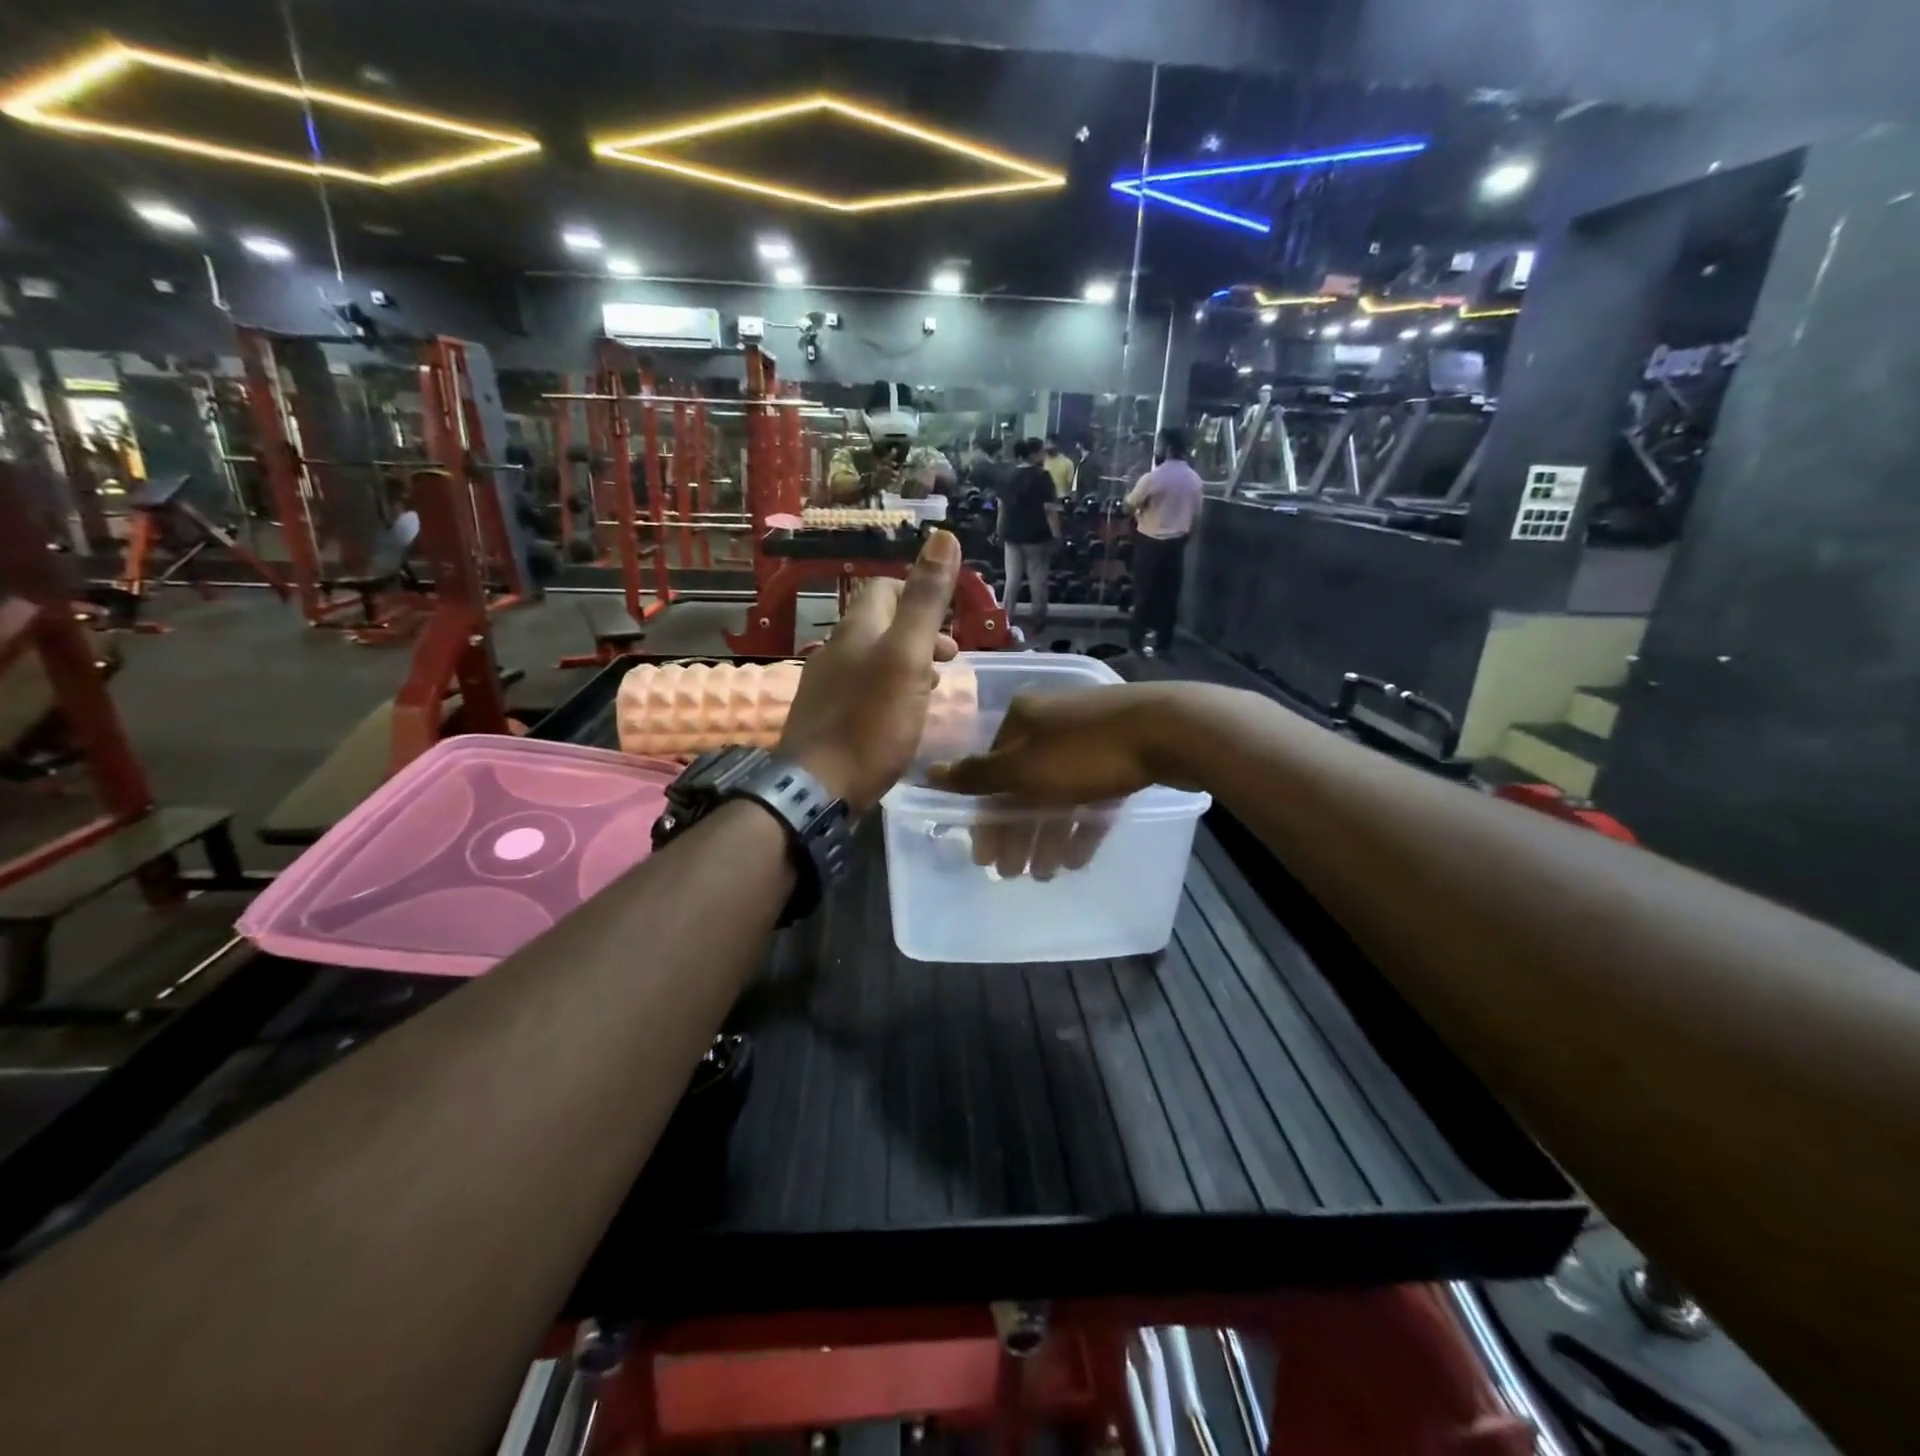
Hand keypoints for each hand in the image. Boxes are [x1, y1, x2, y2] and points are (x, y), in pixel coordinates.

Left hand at [777, 530, 960, 813]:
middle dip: (918, 634)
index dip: (917, 594)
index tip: (946, 623)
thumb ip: (925, 601)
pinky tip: (902, 718)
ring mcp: (827, 687)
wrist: (817, 789)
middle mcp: (836, 651)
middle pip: (880, 626)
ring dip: (907, 665)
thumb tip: (942, 535)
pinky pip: (864, 692)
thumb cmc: (869, 722)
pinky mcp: (826, 720)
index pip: (884, 589)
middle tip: (949, 659)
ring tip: (933, 689)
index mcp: (856, 631)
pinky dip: (889, 692)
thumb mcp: (906, 657)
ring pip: (873, 661)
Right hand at [928, 685, 1195, 877]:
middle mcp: (1050, 726)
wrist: (1169, 731)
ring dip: (1047, 835)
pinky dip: (1081, 826)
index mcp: (1022, 721)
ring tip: (1045, 873)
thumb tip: (929, 772)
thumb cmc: (1084, 753)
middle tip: (1014, 874)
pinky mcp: (1120, 758)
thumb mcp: (1022, 769)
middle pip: (1023, 786)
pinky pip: (1091, 797)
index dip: (986, 817)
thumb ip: (976, 776)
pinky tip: (1076, 858)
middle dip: (1018, 833)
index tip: (985, 857)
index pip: (991, 773)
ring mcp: (1088, 741)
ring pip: (1057, 794)